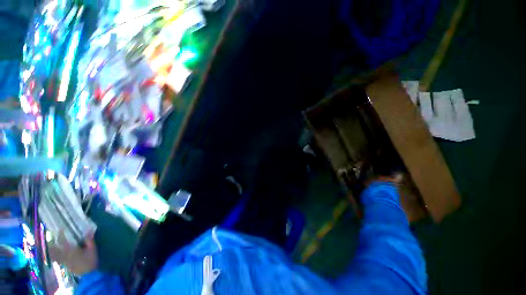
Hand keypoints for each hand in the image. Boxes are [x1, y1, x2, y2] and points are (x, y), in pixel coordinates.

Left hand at [49, 231, 97, 275]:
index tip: (61, 228)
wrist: (88, 274)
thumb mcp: (92, 250)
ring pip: (53, 253)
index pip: (62, 240)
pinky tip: (54, 254)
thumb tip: (89, 230)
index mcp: (70, 249)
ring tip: (51, 244)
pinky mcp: (64, 264)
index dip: (61, 234)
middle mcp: (64, 254)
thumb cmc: (90, 261)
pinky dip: (54, 255)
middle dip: (53, 241)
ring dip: (51, 248)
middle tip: (53, 236)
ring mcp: (63, 260)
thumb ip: (89, 240)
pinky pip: (56, 258)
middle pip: (55, 247)